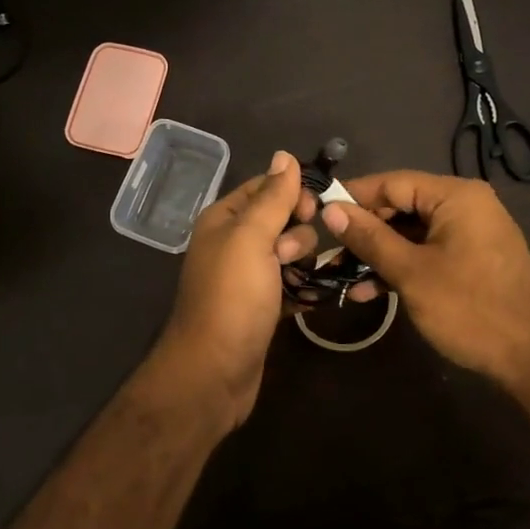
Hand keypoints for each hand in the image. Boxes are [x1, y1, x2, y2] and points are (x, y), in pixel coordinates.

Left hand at [153, 152, 319, 428]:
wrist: (214, 373)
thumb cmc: (232, 298)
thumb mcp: (251, 238)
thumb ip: (272, 197)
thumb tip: (285, 155)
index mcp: (223, 220)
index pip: (265, 187)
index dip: (293, 193)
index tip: (314, 211)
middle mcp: (233, 243)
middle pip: (282, 220)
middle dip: (298, 234)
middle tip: (289, 256)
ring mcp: (248, 277)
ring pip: (291, 254)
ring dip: (303, 263)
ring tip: (296, 282)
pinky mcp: (263, 306)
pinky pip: (292, 284)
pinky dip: (304, 288)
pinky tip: (315, 296)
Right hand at [322, 171, 529, 389]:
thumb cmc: (470, 308)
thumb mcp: (411, 272)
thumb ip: (369, 237)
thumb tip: (331, 209)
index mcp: (455, 196)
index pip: (393, 182)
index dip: (354, 196)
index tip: (318, 211)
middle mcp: (466, 205)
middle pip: (402, 206)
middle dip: (364, 231)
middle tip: (328, 252)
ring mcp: (471, 233)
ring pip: (411, 233)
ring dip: (378, 254)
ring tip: (341, 278)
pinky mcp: (472, 259)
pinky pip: (428, 251)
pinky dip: (402, 266)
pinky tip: (370, 291)